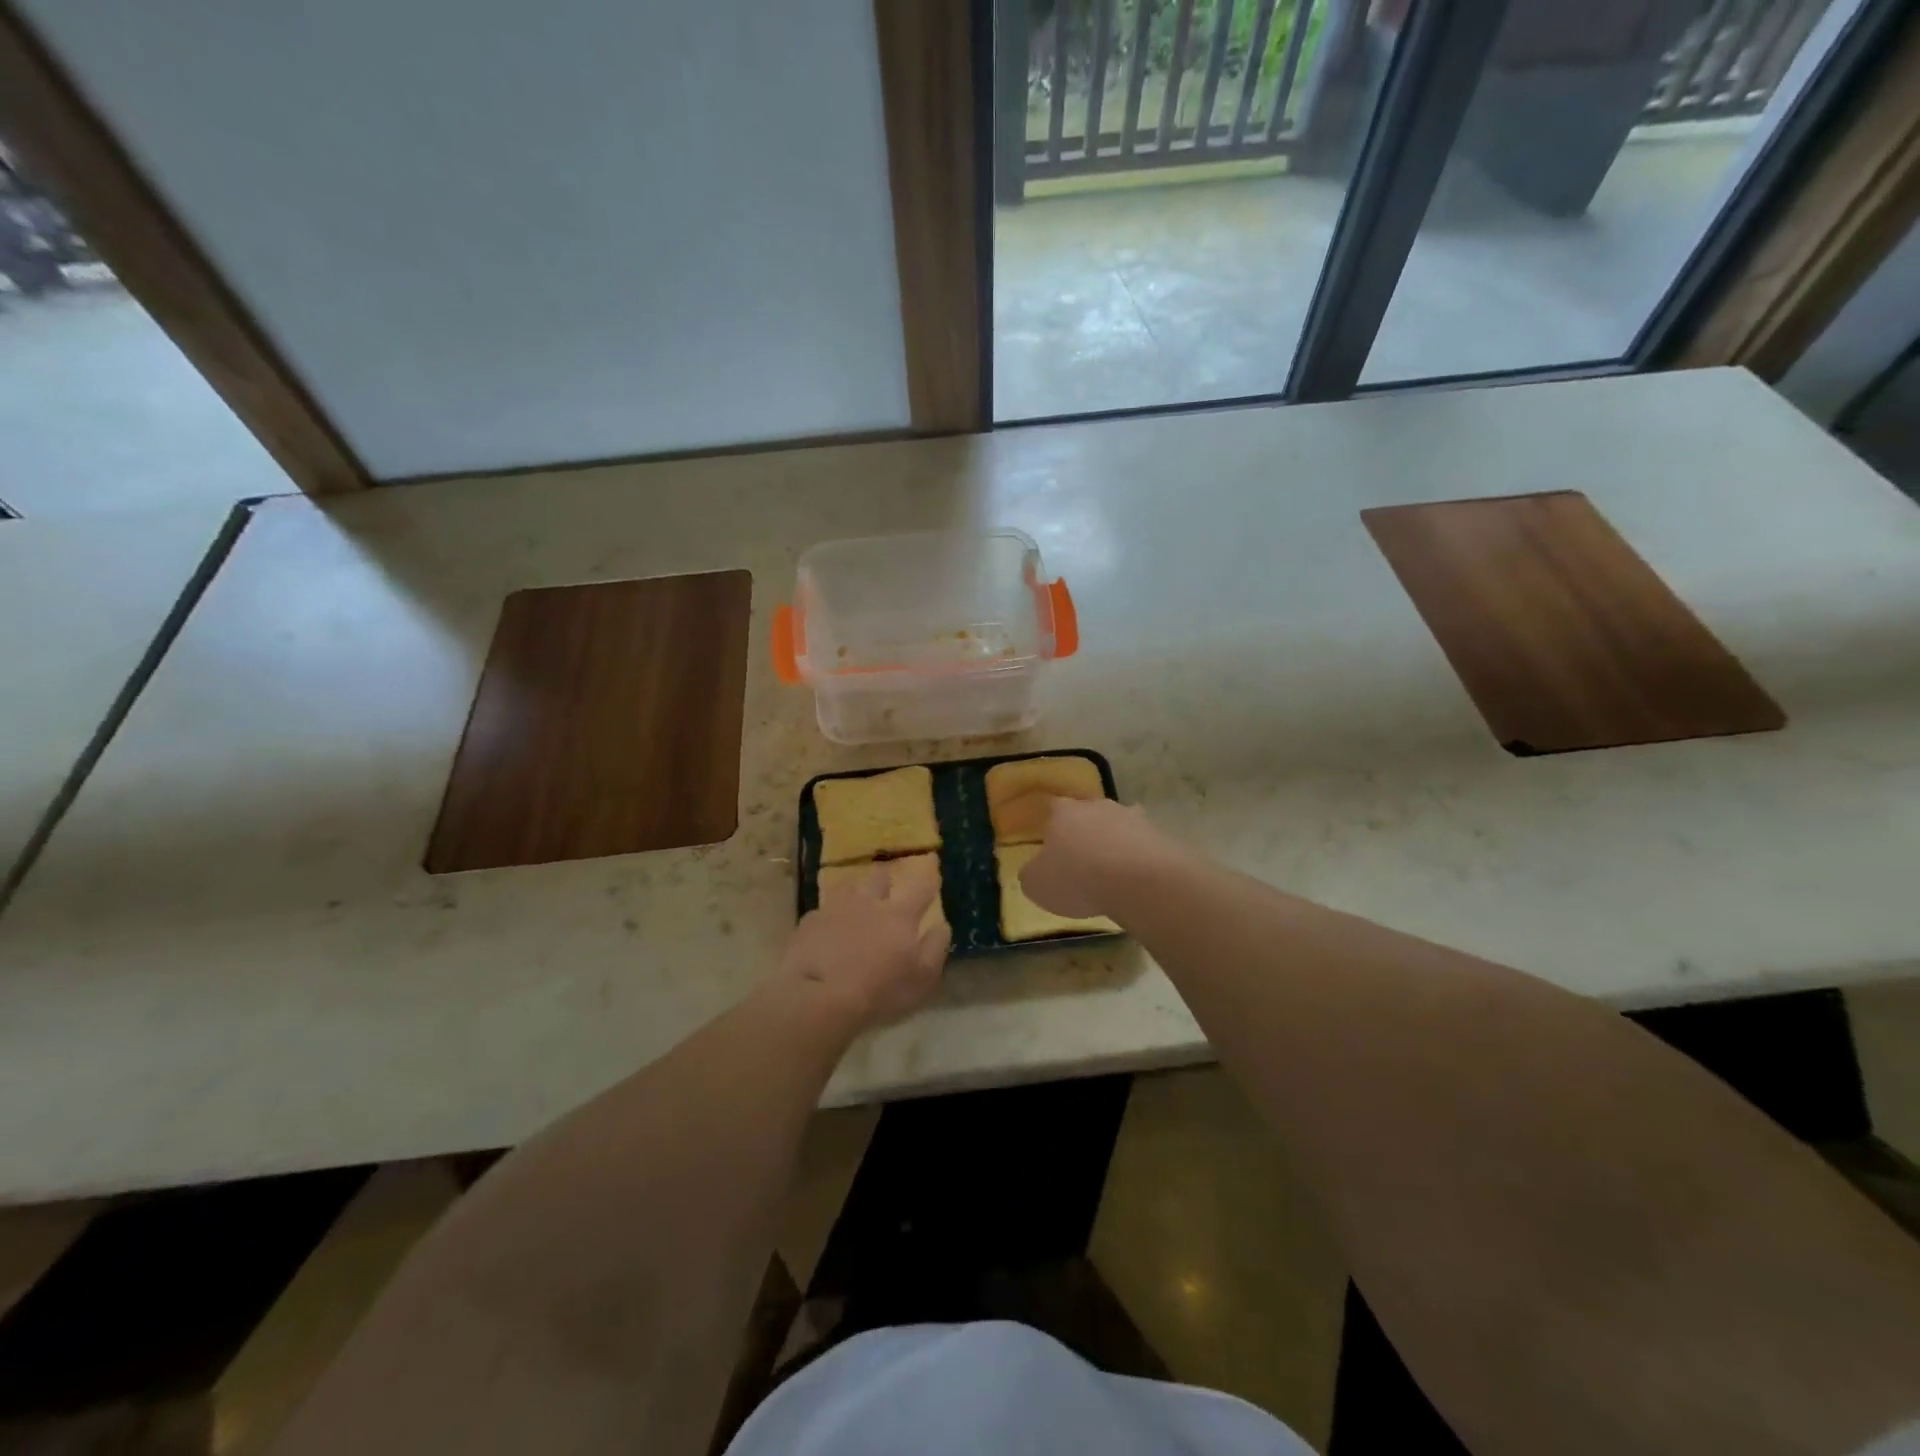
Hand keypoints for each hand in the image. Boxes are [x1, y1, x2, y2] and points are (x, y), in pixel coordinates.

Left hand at [777, 863, 948, 1029]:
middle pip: (881, 876)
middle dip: (887, 878)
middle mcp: (869, 902)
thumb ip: (935, 948)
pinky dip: (829, 918)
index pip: (921, 887)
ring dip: (856, 893)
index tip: (932, 872)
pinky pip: (823, 911)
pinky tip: (826, 931)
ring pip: (850, 887)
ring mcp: (836, 908)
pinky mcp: (810, 921)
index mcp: (900, 915)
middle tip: (889, 886)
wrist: (819, 996)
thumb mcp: (921, 979)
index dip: (929, 878)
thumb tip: (942, 925)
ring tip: (856, 906)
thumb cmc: (880, 991)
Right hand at [1012, 794, 1169, 919]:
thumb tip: (1033, 870)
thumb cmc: (1078, 879)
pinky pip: (1142, 843)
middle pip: (1087, 812)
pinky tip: (1136, 876)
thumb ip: (1032, 874)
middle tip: (1081, 857)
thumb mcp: (1037, 885)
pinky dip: (1138, 856)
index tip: (1051, 844)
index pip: (1053, 808)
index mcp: (1063, 812)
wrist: (1138, 881)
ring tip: (1112, 869)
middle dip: (1084, 831)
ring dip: (1113, 841)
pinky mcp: (1158, 834)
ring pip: (1117, 825)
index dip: (1051, 825)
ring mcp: (1131, 817)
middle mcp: (1096, 806)